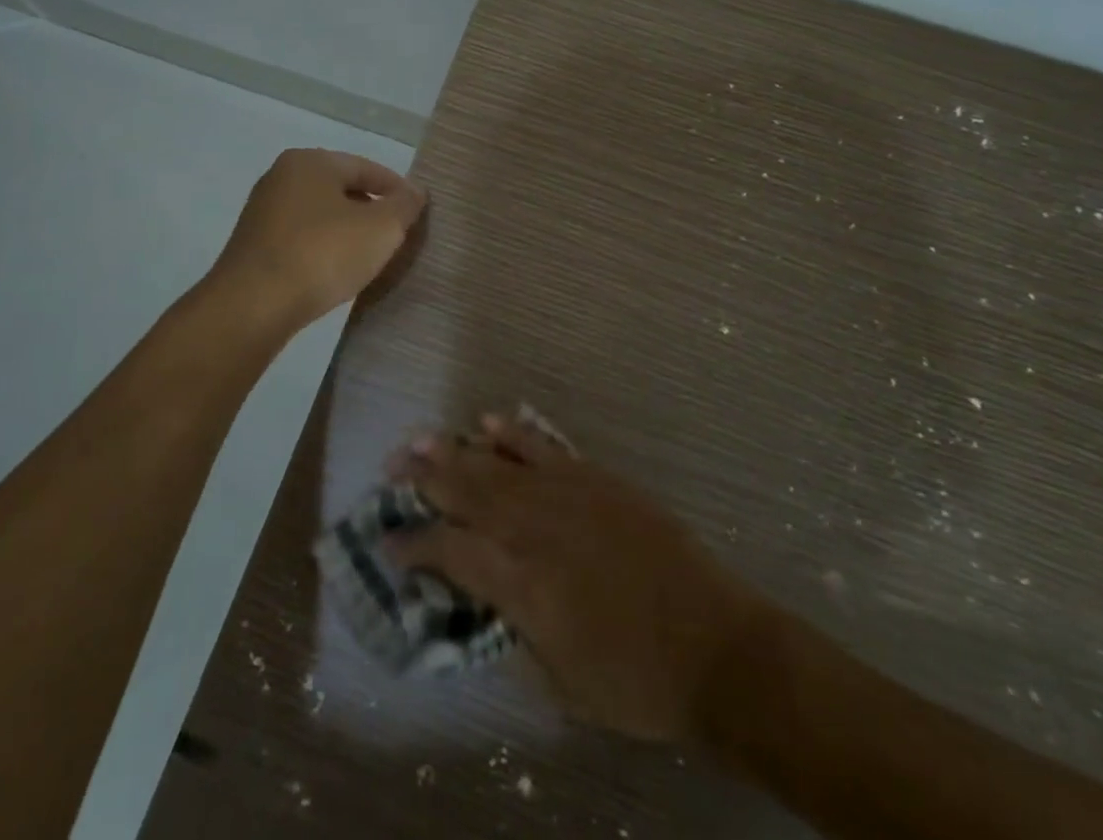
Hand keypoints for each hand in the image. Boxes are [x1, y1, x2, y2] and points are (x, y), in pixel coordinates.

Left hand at [210, 149, 426, 329]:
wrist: (252, 305)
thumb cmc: (322, 254)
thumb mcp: (381, 228)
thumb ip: (404, 206)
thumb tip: (414, 192)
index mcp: (311, 162)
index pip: (366, 168)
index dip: (396, 189)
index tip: (417, 212)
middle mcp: (282, 177)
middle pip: (341, 189)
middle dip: (371, 210)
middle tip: (397, 235)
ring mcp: (263, 212)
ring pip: (320, 215)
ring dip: (347, 231)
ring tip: (370, 256)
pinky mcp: (253, 246)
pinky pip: (301, 238)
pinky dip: (323, 249)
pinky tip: (336, 271)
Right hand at [385, 414, 765, 741]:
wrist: (714, 646)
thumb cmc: (635, 681)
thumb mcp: (561, 680)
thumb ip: (515, 627)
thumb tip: (486, 592)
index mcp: (522, 583)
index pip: (451, 552)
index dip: (414, 545)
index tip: (388, 541)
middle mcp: (535, 529)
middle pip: (467, 492)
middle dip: (424, 478)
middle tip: (393, 464)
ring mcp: (567, 495)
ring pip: (498, 464)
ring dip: (457, 449)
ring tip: (423, 438)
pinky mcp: (596, 479)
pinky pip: (544, 447)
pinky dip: (514, 433)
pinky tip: (490, 421)